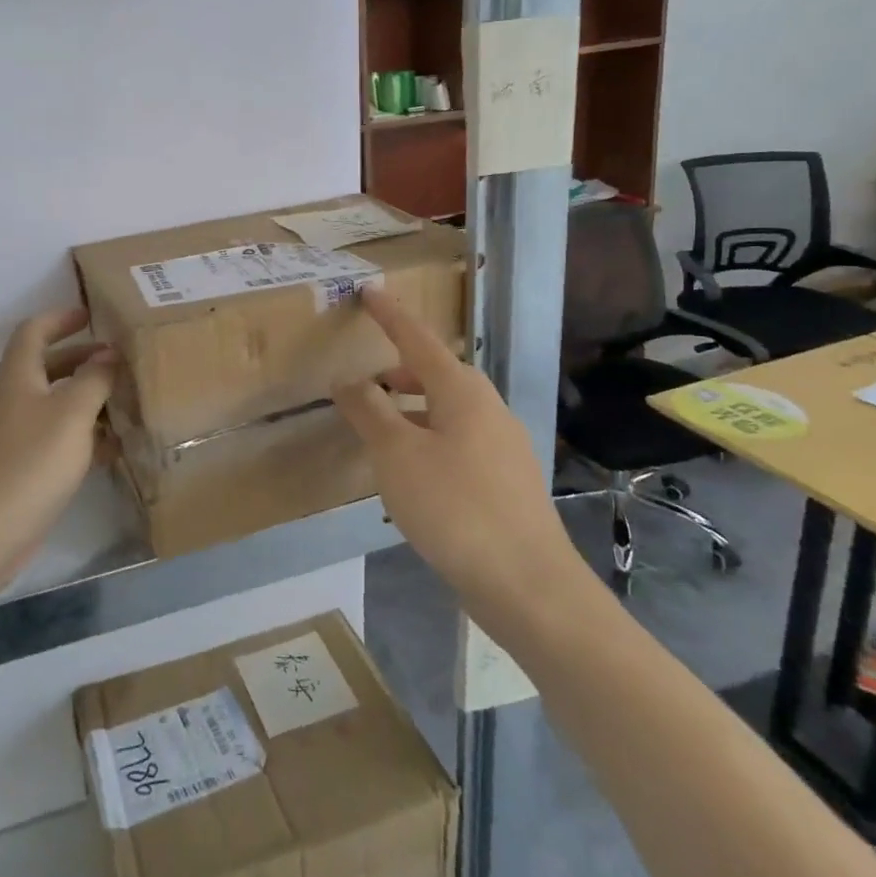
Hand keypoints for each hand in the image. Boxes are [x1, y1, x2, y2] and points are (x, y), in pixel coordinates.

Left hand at [0, 307, 116, 590]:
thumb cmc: (28, 461)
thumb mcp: (71, 412)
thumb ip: (94, 379)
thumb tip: (108, 354)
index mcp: (17, 376)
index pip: (34, 331)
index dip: (61, 318)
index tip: (93, 315)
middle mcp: (12, 400)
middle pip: (47, 367)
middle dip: (83, 359)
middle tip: (121, 361)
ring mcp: (14, 437)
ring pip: (55, 406)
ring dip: (87, 400)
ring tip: (127, 402)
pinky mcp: (21, 470)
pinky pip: (57, 441)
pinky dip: (84, 437)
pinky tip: (115, 448)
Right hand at [332, 287, 570, 600]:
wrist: (528, 584)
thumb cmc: (454, 507)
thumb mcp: (397, 455)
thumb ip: (370, 411)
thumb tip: (347, 380)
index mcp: (462, 392)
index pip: (419, 340)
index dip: (391, 316)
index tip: (370, 292)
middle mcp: (489, 409)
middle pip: (438, 375)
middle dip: (402, 372)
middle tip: (368, 384)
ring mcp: (503, 447)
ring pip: (449, 412)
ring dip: (413, 410)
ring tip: (381, 433)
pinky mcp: (507, 482)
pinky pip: (459, 442)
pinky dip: (429, 440)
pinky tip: (413, 474)